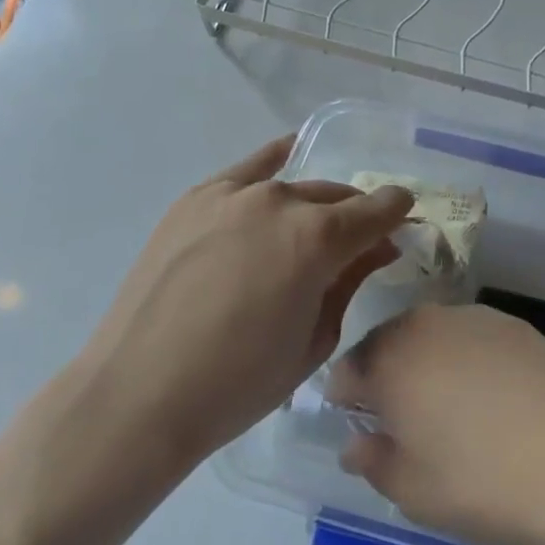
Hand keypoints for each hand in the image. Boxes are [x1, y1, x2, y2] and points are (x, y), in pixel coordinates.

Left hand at [83, 137, 413, 467]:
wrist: (140, 393)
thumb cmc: (239, 383)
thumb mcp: (313, 341)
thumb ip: (350, 283)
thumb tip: (377, 248)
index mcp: (317, 239)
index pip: (374, 211)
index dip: (396, 213)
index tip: (404, 219)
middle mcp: (279, 202)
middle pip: (334, 197)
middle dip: (355, 214)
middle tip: (360, 241)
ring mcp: (231, 194)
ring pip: (291, 186)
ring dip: (313, 204)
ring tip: (314, 224)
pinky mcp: (195, 199)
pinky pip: (246, 169)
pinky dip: (272, 160)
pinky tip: (286, 151)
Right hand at [326, 303, 544, 544]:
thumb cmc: (484, 482)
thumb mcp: (413, 491)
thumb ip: (373, 461)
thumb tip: (355, 444)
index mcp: (389, 359)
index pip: (346, 370)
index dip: (346, 398)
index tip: (358, 425)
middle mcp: (424, 323)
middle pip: (388, 345)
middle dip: (386, 376)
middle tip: (405, 422)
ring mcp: (473, 317)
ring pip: (431, 337)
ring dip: (428, 364)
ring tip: (452, 409)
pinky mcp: (514, 324)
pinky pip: (471, 338)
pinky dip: (468, 360)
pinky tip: (493, 398)